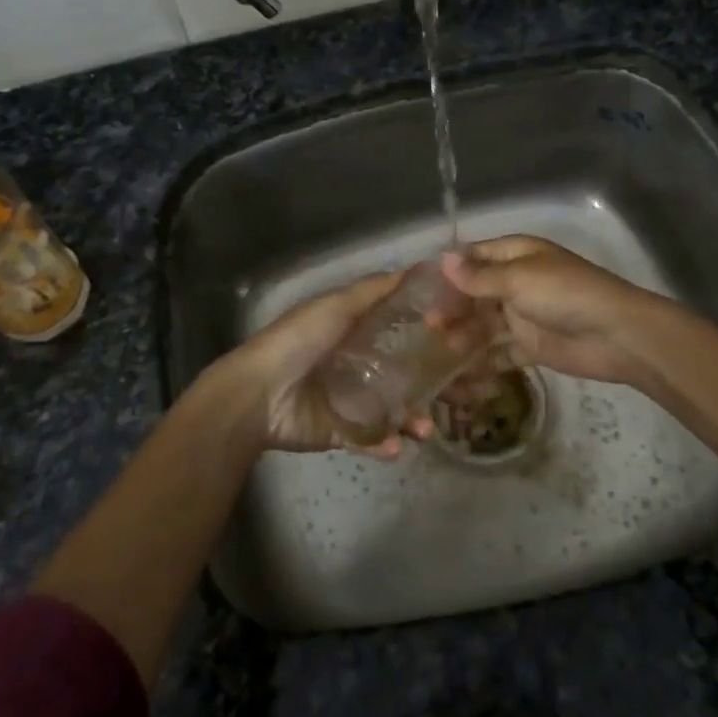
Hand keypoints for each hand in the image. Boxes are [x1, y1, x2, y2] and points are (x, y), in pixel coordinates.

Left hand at [213, 271, 435, 459]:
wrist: (258, 394)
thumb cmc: (298, 341)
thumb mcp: (336, 306)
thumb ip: (372, 291)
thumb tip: (414, 269)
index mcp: (352, 332)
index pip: (397, 331)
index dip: (426, 334)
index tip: (459, 336)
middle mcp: (354, 364)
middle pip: (400, 374)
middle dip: (427, 386)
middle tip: (456, 393)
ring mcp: (348, 400)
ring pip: (392, 411)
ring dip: (412, 420)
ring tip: (425, 429)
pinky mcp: (340, 432)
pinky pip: (370, 440)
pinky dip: (385, 445)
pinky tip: (398, 447)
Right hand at [439, 236, 665, 387]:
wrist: (616, 335)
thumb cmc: (565, 294)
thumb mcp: (518, 279)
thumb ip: (478, 276)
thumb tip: (443, 259)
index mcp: (517, 255)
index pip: (475, 256)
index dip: (450, 270)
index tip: (420, 288)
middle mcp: (517, 282)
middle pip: (476, 293)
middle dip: (453, 307)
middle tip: (429, 325)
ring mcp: (524, 316)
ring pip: (485, 324)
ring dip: (464, 336)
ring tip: (443, 350)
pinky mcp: (532, 347)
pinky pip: (500, 353)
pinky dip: (483, 362)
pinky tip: (460, 374)